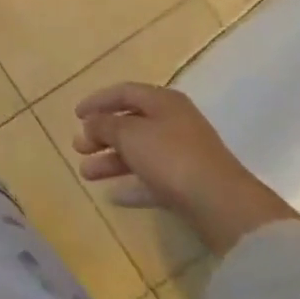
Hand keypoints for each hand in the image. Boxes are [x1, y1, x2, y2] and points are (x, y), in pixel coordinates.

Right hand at [72, 82, 299, 254]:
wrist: (224, 206)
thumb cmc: (171, 157)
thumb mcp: (129, 134)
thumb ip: (104, 125)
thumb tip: (91, 123)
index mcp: (163, 102)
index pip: (123, 92)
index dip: (97, 101)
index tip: (75, 115)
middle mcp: (174, 123)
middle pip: (130, 124)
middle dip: (101, 136)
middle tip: (78, 147)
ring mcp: (184, 155)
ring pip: (139, 153)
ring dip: (111, 161)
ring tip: (86, 174)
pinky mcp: (189, 184)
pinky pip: (153, 179)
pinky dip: (132, 184)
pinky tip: (113, 196)